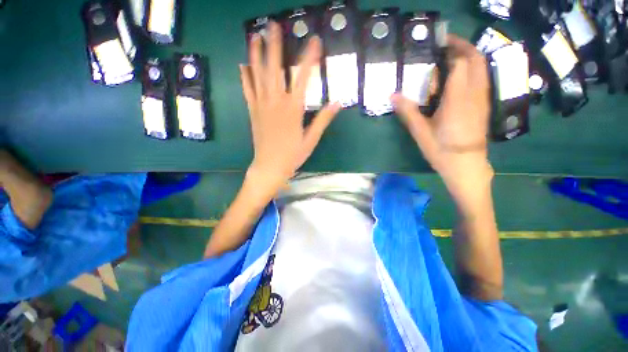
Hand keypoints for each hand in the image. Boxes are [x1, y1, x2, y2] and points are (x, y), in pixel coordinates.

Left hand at [240, 21, 340, 191]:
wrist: (270, 166)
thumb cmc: (292, 155)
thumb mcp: (311, 139)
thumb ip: (323, 119)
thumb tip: (337, 102)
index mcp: (293, 109)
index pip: (303, 78)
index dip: (310, 58)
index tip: (315, 40)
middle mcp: (275, 102)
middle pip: (275, 69)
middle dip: (275, 45)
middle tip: (273, 25)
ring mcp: (261, 105)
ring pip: (257, 75)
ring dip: (256, 54)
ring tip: (254, 36)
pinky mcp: (253, 111)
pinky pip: (247, 90)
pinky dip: (245, 76)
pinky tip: (243, 64)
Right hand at [392, 34, 492, 203]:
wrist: (466, 166)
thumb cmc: (442, 151)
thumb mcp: (421, 132)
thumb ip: (408, 111)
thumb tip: (393, 95)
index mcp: (459, 99)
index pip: (461, 62)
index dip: (451, 49)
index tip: (437, 44)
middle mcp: (475, 94)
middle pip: (476, 59)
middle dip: (462, 46)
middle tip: (443, 45)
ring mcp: (482, 99)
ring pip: (481, 68)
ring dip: (468, 57)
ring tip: (448, 58)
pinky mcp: (483, 105)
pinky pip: (480, 78)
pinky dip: (471, 69)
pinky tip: (456, 77)